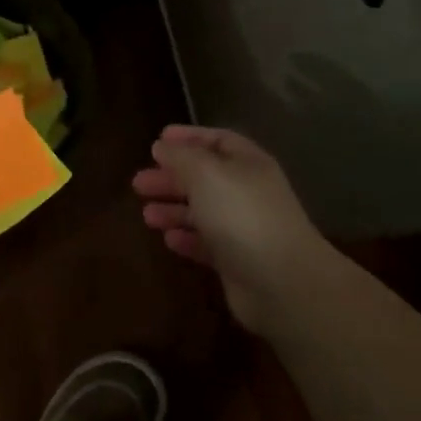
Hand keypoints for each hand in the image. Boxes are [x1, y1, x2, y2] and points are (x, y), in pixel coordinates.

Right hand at [133, 125, 331, 334]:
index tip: (156, 141)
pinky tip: (168, 239)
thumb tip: (161, 146)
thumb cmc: (241, 214)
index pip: (216, 140)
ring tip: (146, 214)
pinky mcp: (238, 261)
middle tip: (138, 183)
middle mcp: (248, 192)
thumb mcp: (205, 173)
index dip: (187, 138)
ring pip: (203, 211)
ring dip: (174, 209)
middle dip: (171, 177)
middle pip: (204, 177)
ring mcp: (245, 228)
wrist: (282, 283)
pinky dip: (187, 238)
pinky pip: (207, 243)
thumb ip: (180, 157)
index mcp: (247, 163)